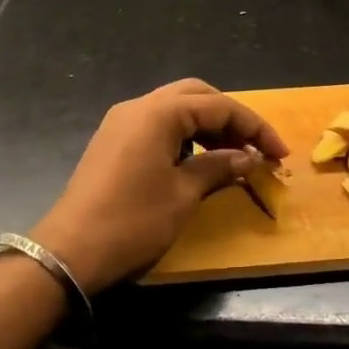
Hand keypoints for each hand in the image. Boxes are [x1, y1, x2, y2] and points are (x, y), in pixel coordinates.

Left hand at [31, 78, 288, 294]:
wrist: (69, 253)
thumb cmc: (132, 222)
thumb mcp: (183, 196)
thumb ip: (218, 168)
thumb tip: (248, 157)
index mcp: (159, 113)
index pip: (219, 106)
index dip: (254, 127)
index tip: (279, 153)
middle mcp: (139, 106)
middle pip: (197, 96)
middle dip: (231, 117)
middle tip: (255, 147)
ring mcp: (122, 122)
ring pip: (176, 108)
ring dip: (207, 125)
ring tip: (232, 155)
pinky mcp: (113, 140)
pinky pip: (158, 124)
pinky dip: (184, 135)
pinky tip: (197, 160)